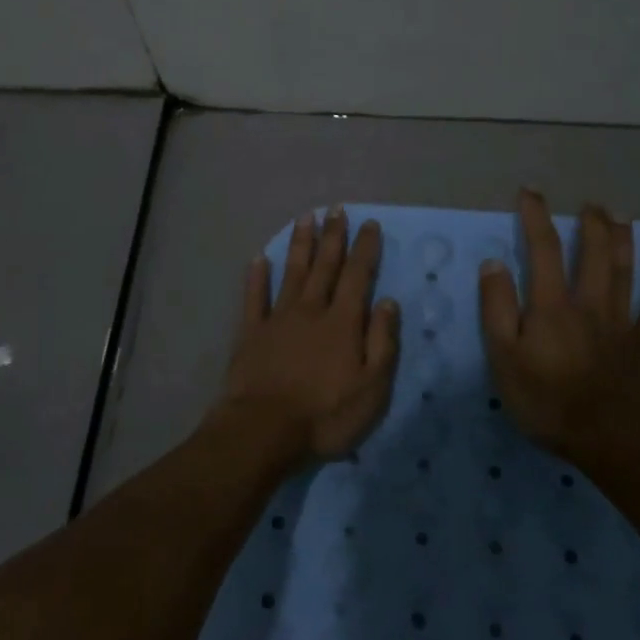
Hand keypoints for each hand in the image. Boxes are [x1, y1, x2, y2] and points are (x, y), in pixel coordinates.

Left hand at [215, 207, 400, 460]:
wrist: (264, 430)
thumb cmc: (325, 415)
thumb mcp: (372, 388)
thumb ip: (382, 342)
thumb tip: (388, 302)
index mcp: (342, 322)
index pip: (358, 276)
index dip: (365, 249)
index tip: (369, 224)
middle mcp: (311, 310)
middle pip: (324, 266)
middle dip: (333, 236)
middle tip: (337, 209)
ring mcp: (278, 318)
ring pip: (291, 272)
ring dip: (300, 244)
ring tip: (305, 218)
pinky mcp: (251, 332)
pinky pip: (254, 297)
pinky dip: (256, 277)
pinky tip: (258, 258)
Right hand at [478, 190, 639, 459]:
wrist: (614, 439)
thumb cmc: (549, 401)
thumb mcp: (504, 358)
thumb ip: (497, 308)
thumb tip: (494, 263)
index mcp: (552, 305)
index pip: (542, 249)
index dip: (536, 217)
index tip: (530, 192)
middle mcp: (589, 304)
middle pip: (592, 254)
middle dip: (590, 224)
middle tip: (591, 203)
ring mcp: (621, 324)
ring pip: (624, 274)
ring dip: (624, 243)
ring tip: (623, 217)